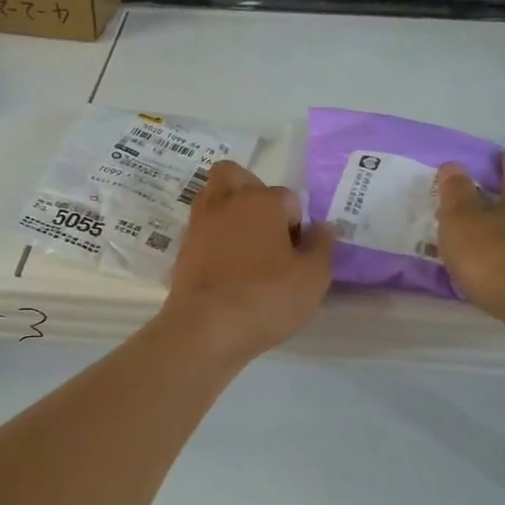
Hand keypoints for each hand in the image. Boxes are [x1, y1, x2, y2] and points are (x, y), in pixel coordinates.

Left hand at [159, 160, 334, 366]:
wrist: (206, 328)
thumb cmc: (266, 298)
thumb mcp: (312, 278)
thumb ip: (322, 247)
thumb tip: (322, 227)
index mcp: (261, 201)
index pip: (288, 198)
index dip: (297, 224)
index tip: (297, 253)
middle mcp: (226, 202)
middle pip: (235, 176)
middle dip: (252, 193)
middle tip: (266, 228)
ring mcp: (199, 225)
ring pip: (213, 197)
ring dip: (229, 212)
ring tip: (247, 247)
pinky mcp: (182, 249)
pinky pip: (202, 229)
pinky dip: (214, 238)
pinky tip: (227, 266)